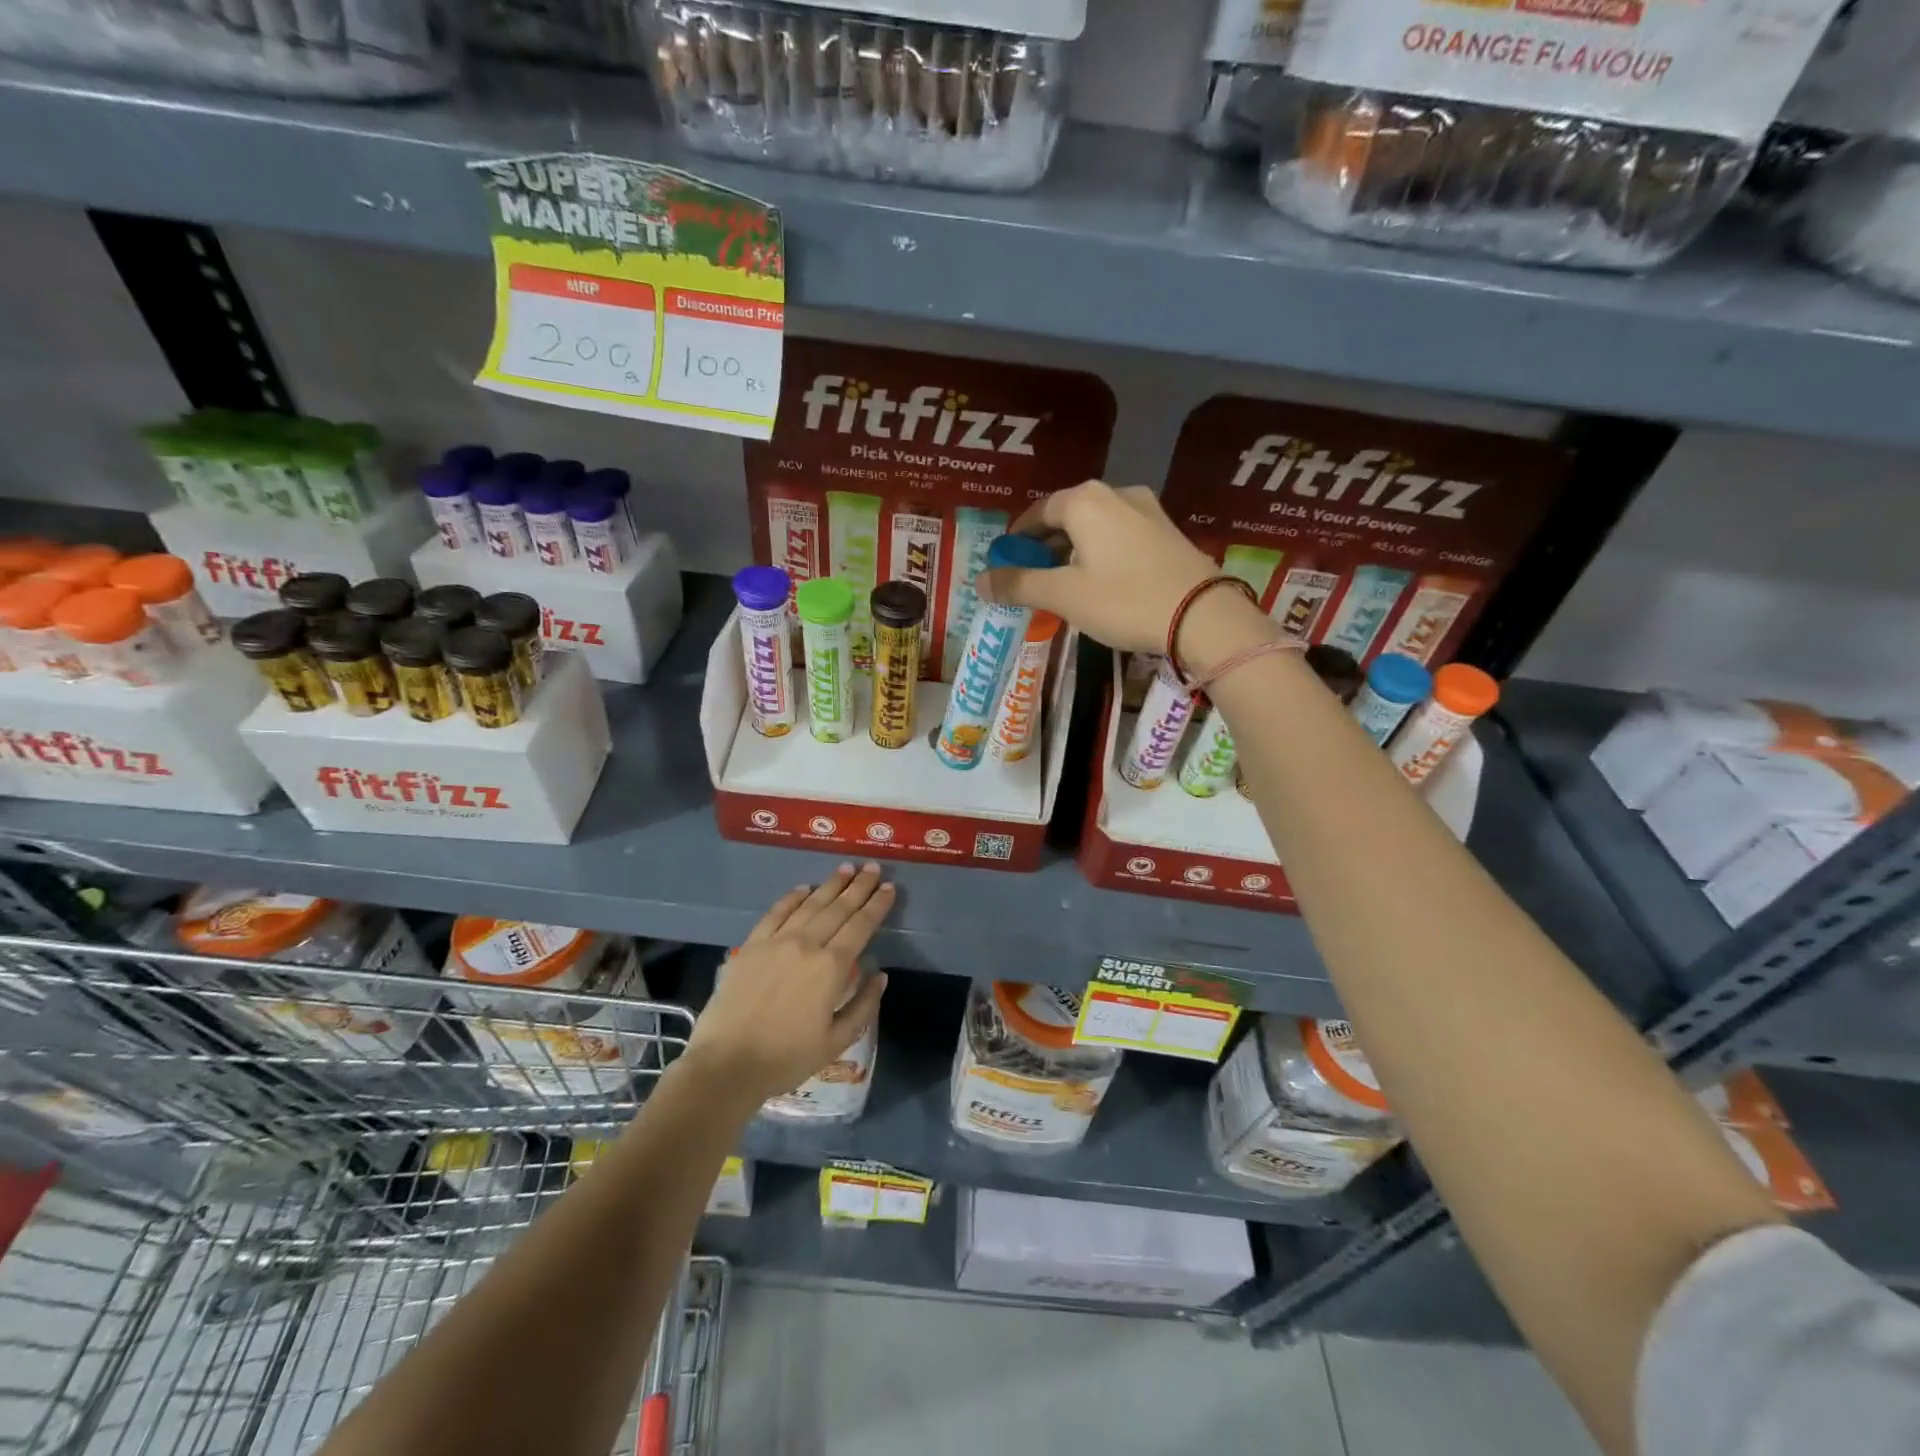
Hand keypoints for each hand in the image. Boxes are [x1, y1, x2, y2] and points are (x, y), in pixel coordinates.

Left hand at [684, 864, 892, 1105]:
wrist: (726, 1064)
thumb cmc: (786, 1058)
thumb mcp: (836, 1041)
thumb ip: (863, 1005)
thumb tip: (880, 974)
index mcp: (831, 968)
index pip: (860, 926)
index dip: (877, 905)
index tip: (889, 887)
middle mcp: (806, 945)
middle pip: (838, 908)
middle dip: (858, 886)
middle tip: (872, 868)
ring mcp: (776, 941)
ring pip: (809, 905)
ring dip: (830, 885)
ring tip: (845, 869)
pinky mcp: (751, 945)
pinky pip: (776, 913)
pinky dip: (792, 898)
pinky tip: (803, 889)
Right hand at [975, 479, 1274, 671]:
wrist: (1203, 617)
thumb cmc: (1124, 600)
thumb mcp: (1064, 595)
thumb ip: (1019, 585)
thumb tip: (980, 581)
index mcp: (1085, 501)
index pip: (1038, 511)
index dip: (1018, 537)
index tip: (1006, 562)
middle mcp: (1116, 494)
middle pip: (1067, 516)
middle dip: (1045, 545)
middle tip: (1032, 576)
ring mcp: (1148, 511)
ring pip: (1096, 526)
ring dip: (1074, 549)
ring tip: (1064, 582)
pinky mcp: (1168, 532)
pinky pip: (1121, 536)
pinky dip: (1101, 553)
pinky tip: (1102, 581)